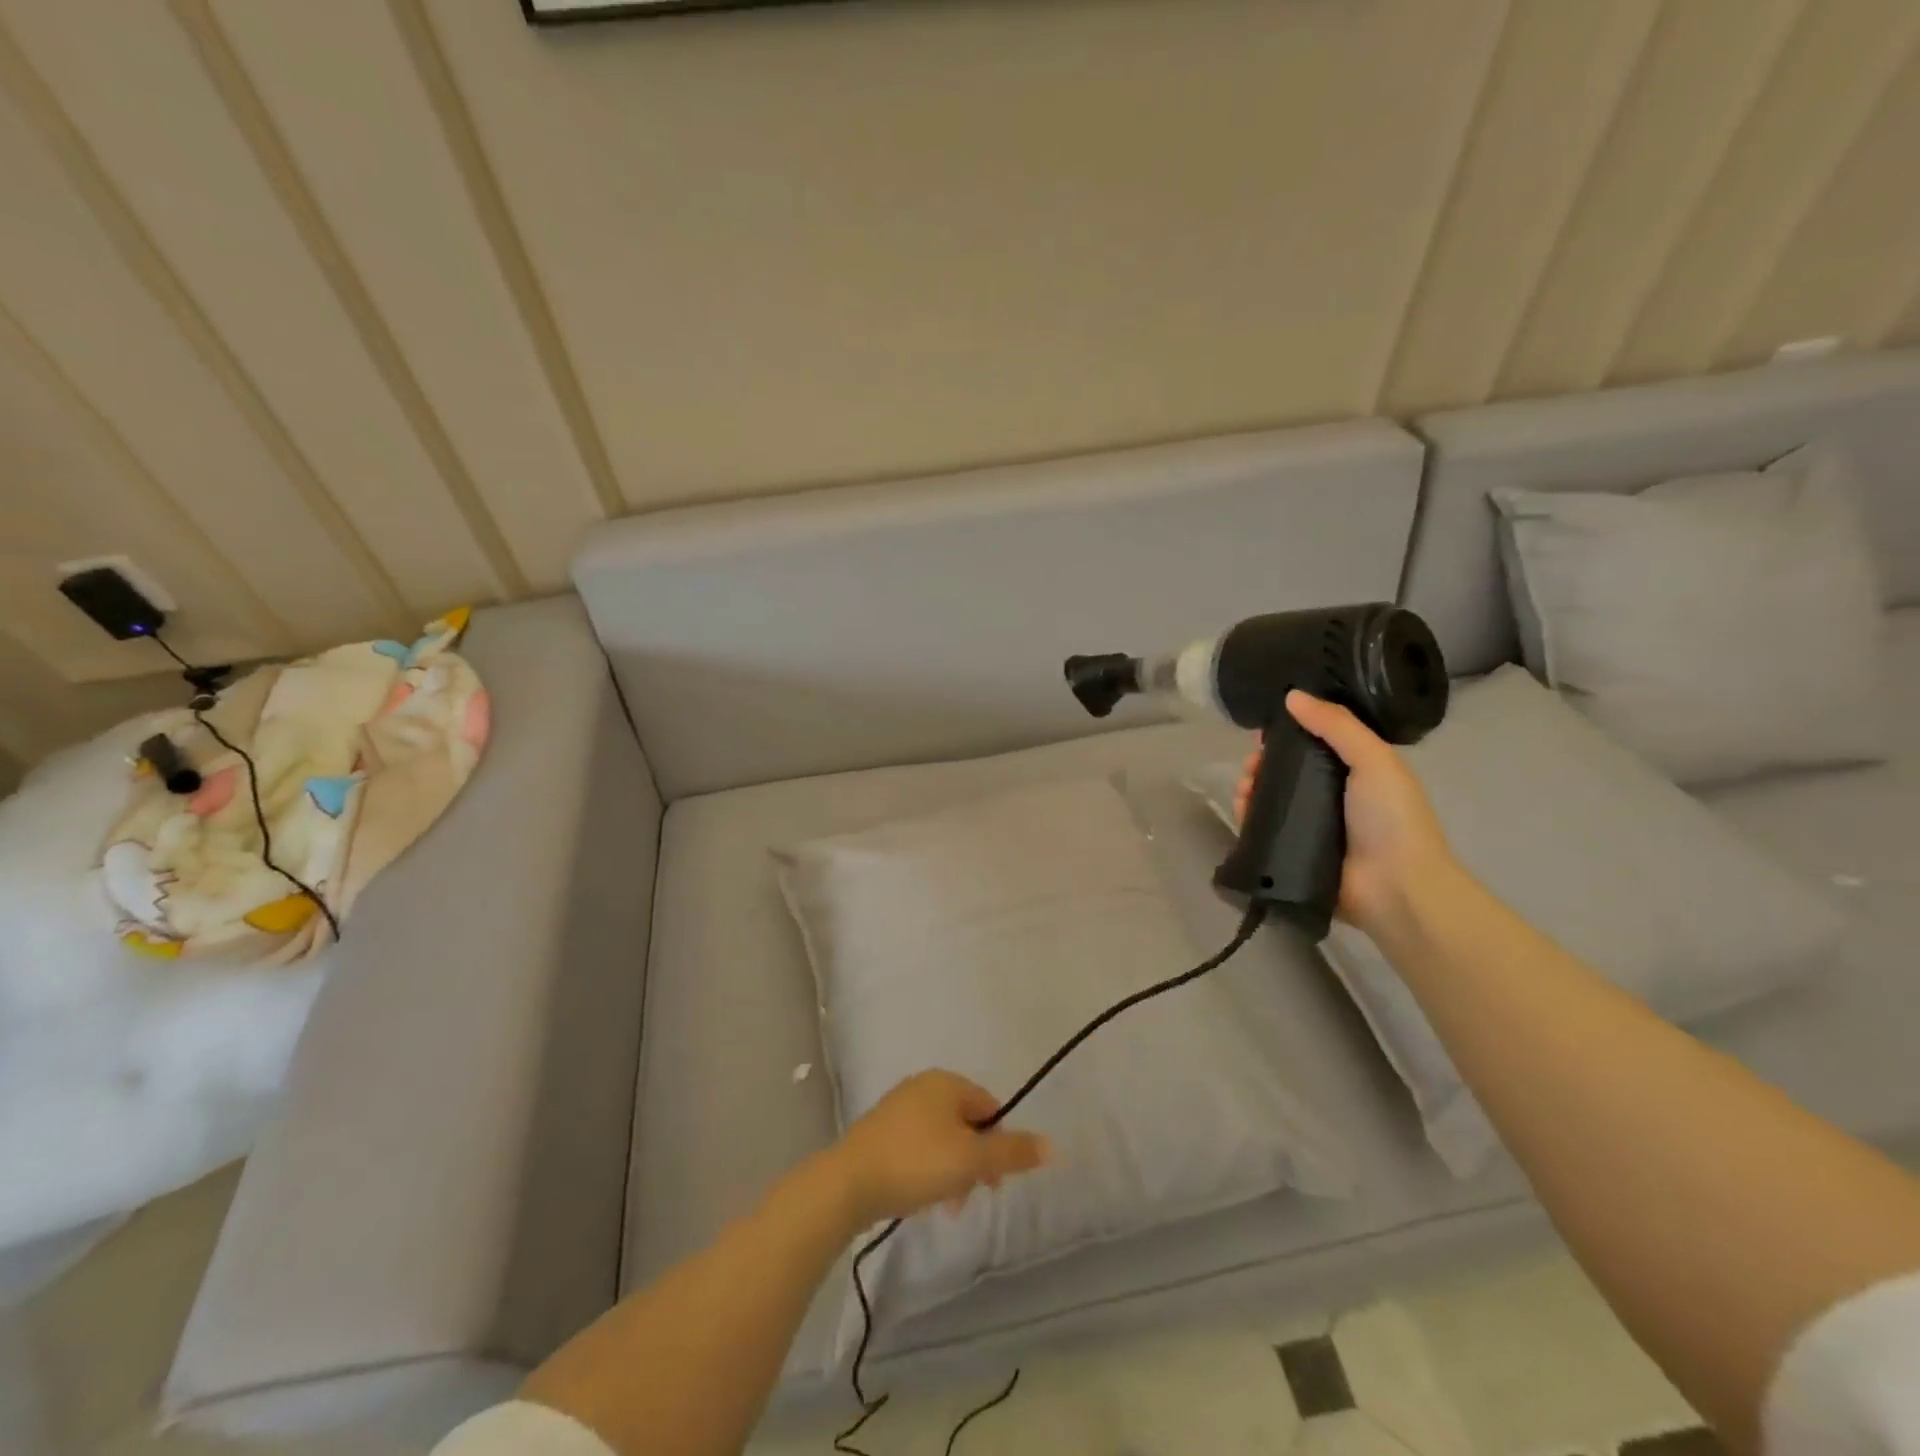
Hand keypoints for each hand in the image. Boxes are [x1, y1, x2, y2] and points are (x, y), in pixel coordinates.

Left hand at [834, 1070, 1050, 1223]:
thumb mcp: (971, 1159)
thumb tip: (1053, 1145)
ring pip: (943, 1138)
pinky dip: (928, 1169)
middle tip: (972, 1195)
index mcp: (947, 1082)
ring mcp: (899, 1108)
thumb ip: (1012, 1152)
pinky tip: (922, 1196)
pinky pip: (919, 1147)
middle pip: (967, 1122)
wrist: (849, 1182)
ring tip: (947, 1205)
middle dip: (975, 1160)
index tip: (993, 1180)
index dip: (999, 1143)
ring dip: (953, 1170)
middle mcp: (923, 1086)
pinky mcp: (881, 1132)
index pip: (990, 1107)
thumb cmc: (917, 1162)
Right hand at [1236, 691, 1455, 937]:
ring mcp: (1310, 827)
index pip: (1313, 745)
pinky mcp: (1291, 852)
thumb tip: (1292, 696)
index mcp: (1355, 772)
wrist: (1396, 887)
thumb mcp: (1373, 760)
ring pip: (1270, 799)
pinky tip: (1241, 809)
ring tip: (1244, 788)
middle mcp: (1330, 797)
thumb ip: (1336, 725)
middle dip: (1263, 763)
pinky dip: (1248, 817)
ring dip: (1250, 787)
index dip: (1288, 734)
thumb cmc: (1392, 818)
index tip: (1265, 730)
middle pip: (1286, 772)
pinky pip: (1262, 829)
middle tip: (1251, 764)